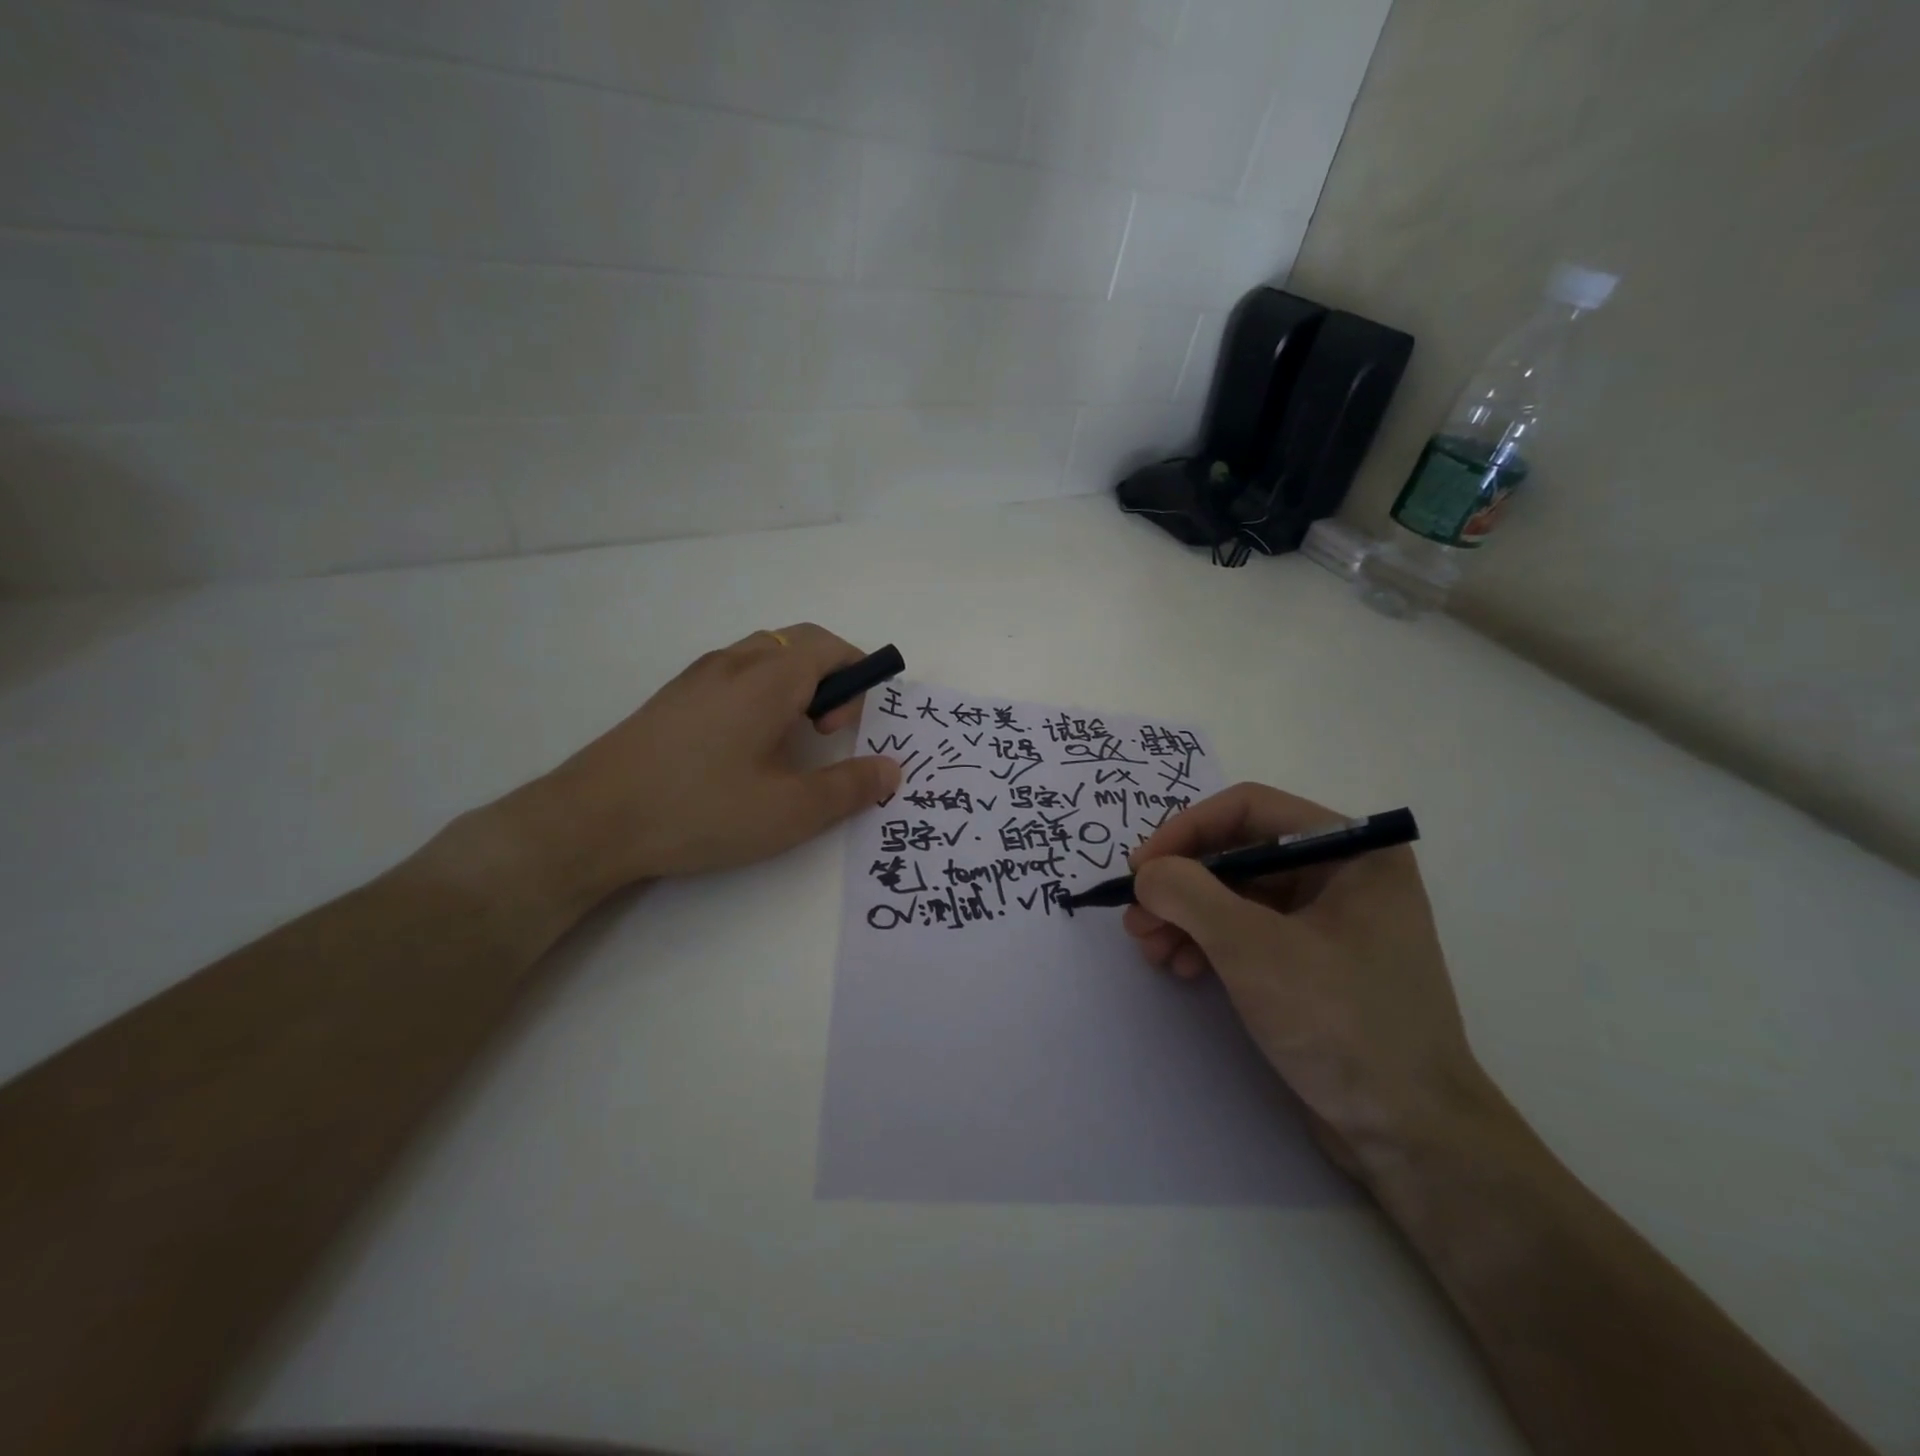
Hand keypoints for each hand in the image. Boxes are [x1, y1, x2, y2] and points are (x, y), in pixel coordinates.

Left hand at [500, 625, 900, 905]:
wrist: (591, 820)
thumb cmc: (701, 810)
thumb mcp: (790, 811)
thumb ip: (849, 787)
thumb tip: (892, 769)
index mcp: (769, 678)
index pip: (831, 647)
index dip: (858, 676)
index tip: (851, 726)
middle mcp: (734, 663)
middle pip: (799, 643)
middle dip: (830, 676)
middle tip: (828, 730)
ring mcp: (696, 677)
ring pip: (763, 656)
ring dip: (794, 683)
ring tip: (790, 738)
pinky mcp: (672, 698)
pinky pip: (733, 674)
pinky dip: (760, 692)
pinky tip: (745, 747)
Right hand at [1123, 783, 1488, 1176]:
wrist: (1411, 1136)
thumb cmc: (1342, 1023)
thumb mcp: (1254, 949)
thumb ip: (1189, 894)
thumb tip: (1146, 873)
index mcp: (1352, 850)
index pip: (1249, 809)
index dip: (1185, 831)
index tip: (1140, 869)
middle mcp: (1343, 873)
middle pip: (1238, 853)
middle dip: (1181, 884)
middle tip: (1135, 918)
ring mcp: (1330, 920)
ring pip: (1237, 894)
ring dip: (1186, 916)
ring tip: (1148, 948)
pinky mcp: (1315, 962)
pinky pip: (1249, 931)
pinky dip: (1208, 942)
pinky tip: (1179, 967)